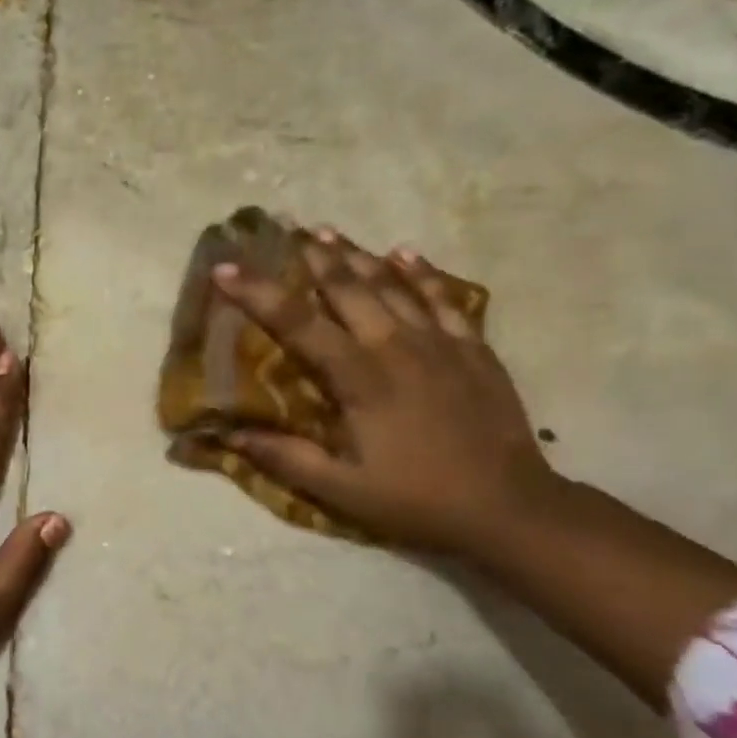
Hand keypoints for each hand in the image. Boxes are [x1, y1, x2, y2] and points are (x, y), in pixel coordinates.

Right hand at [215, 233, 557, 555]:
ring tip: (330, 232)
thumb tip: (231, 434)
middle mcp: (398, 347)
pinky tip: (405, 254)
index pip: (299, 324)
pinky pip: (443, 298)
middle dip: (314, 259)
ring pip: (393, 285)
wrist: (510, 507)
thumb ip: (286, 458)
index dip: (259, 294)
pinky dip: (421, 273)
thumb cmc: (417, 499)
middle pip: (349, 289)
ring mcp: (441, 344)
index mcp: (360, 379)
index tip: (226, 269)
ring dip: (358, 257)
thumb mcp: (342, 490)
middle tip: (286, 231)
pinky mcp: (473, 349)